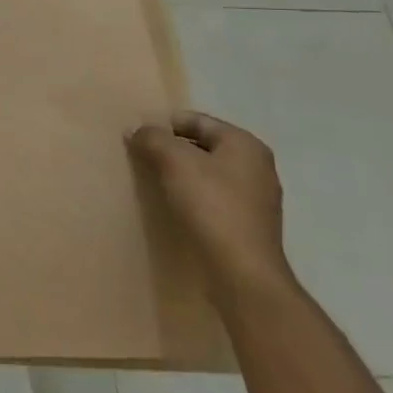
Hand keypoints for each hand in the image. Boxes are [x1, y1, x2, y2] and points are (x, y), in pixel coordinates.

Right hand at [127, 111, 292, 301]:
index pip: (195, 120)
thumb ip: (153, 138)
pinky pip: (213, 197)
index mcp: (245, 144)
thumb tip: (136, 129)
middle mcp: (256, 165)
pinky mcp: (248, 224)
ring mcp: (256, 197)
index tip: (137, 138)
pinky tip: (175, 206)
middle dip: (171, 149)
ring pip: (207, 172)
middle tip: (141, 159)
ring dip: (180, 174)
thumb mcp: (174, 162)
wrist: (242, 272)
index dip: (163, 125)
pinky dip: (193, 196)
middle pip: (202, 145)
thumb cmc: (211, 206)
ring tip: (153, 182)